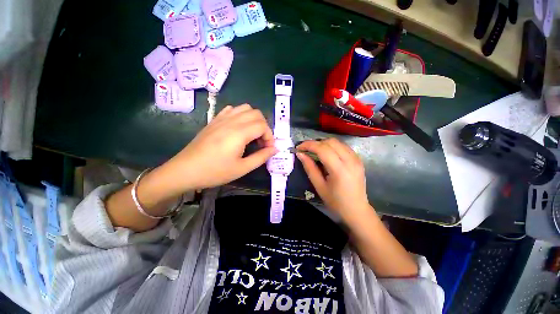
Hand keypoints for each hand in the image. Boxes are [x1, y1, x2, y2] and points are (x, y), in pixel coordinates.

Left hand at [160, 104, 276, 193]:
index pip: (263, 126)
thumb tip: (274, 149)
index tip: (268, 149)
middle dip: (264, 127)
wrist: (185, 170)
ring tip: (252, 134)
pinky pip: (232, 109)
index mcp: (239, 133)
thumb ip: (261, 157)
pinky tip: (238, 128)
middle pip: (256, 114)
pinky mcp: (214, 120)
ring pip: (245, 108)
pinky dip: (241, 115)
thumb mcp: (242, 168)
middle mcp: (231, 121)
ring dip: (254, 119)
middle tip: (261, 142)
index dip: (269, 137)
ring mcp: (221, 118)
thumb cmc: (215, 171)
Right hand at [296, 138, 369, 220]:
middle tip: (306, 150)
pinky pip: (343, 146)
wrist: (356, 210)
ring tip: (315, 152)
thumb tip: (300, 154)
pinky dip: (332, 147)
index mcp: (340, 170)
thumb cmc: (336, 201)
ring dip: (324, 144)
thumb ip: (309, 168)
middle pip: (330, 142)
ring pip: (337, 142)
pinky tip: (327, 154)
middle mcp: (350, 160)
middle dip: (316, 143)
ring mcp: (356, 159)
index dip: (309, 145)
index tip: (299, 147)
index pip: (323, 149)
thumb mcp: (319, 186)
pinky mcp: (358, 159)